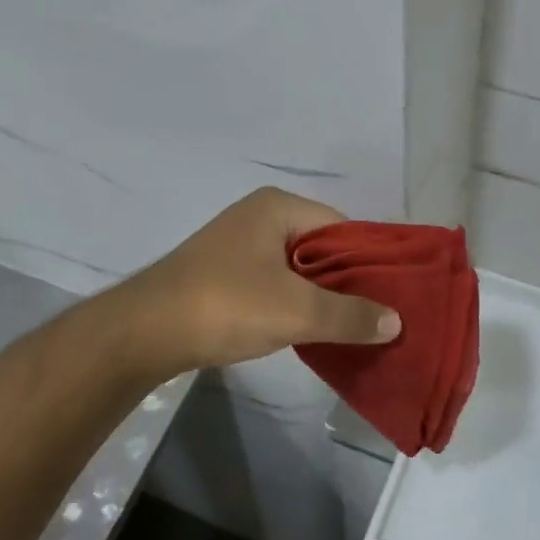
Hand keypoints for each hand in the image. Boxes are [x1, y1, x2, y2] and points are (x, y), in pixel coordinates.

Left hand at [123, 187, 401, 374]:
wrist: (143, 332)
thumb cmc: (225, 305)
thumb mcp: (296, 311)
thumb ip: (349, 315)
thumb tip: (396, 321)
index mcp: (278, 207)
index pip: (342, 228)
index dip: (368, 262)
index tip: (391, 296)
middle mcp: (259, 217)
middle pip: (321, 248)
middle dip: (346, 283)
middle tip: (376, 317)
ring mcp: (238, 246)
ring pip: (297, 269)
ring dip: (320, 297)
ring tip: (348, 328)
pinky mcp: (224, 274)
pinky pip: (274, 284)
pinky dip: (293, 304)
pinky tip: (307, 331)